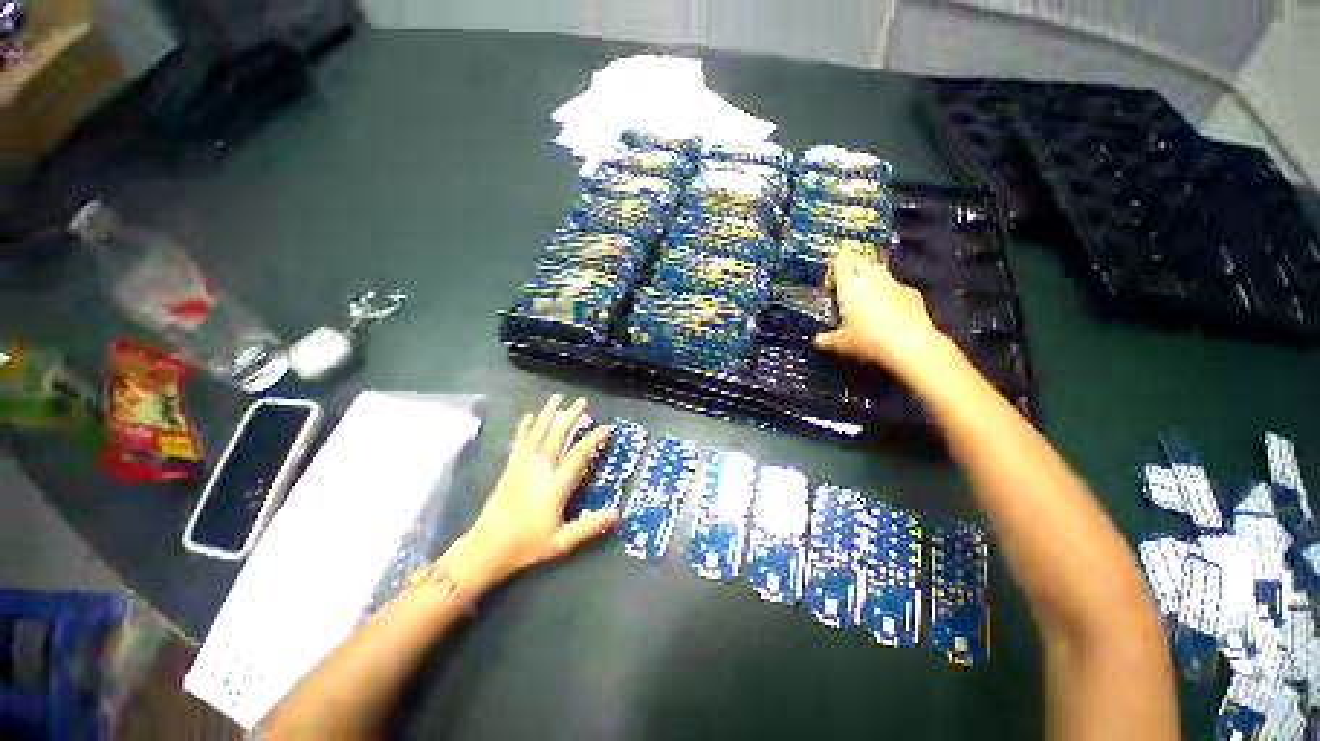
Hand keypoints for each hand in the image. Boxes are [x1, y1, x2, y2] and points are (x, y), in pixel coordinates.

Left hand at [454, 394, 618, 585]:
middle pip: (558, 436)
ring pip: (538, 433)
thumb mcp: (562, 541)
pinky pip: (519, 442)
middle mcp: (540, 469)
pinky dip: (525, 427)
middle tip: (582, 401)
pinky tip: (528, 416)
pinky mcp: (510, 468)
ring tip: (557, 397)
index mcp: (556, 484)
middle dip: (571, 417)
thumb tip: (617, 514)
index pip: (579, 454)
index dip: (594, 438)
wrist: (486, 548)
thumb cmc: (527, 545)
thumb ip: (590, 526)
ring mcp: (523, 466)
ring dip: (549, 414)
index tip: (606, 428)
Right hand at [813, 247, 954, 379]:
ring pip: (879, 270)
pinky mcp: (912, 293)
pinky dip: (888, 293)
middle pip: (860, 259)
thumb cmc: (868, 341)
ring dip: (870, 279)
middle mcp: (871, 278)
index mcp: (850, 286)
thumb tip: (818, 340)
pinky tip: (887, 313)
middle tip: (846, 287)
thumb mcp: (840, 344)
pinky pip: (895, 286)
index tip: (831, 286)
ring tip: (865, 299)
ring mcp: (894, 283)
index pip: (840, 260)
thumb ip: (826, 339)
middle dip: (851, 268)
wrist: (911, 346)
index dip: (833, 268)